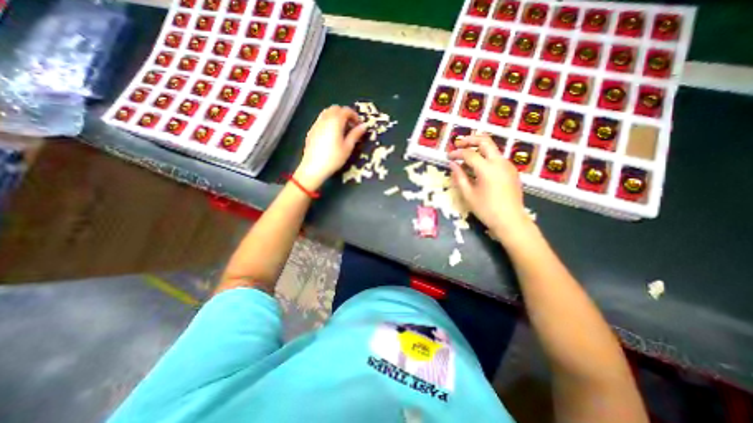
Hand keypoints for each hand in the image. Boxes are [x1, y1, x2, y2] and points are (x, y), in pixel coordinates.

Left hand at [294, 104, 367, 189]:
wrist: (313, 167)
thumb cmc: (334, 158)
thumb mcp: (348, 147)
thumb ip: (355, 134)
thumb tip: (364, 126)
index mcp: (335, 121)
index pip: (346, 110)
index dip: (354, 115)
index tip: (359, 125)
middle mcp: (324, 119)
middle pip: (335, 109)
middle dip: (344, 114)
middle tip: (351, 126)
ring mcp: (316, 124)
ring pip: (327, 113)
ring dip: (336, 117)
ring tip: (341, 130)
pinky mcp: (311, 131)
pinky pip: (321, 120)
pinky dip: (328, 122)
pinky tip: (331, 134)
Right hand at [450, 135, 531, 238]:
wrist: (511, 220)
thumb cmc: (486, 209)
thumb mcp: (468, 194)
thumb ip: (459, 177)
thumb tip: (452, 164)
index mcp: (487, 168)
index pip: (469, 154)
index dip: (456, 153)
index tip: (448, 156)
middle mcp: (499, 162)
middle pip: (485, 141)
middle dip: (470, 140)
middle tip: (458, 144)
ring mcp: (508, 165)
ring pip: (492, 148)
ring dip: (478, 148)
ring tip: (466, 156)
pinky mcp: (512, 170)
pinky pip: (497, 158)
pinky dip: (486, 157)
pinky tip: (478, 167)